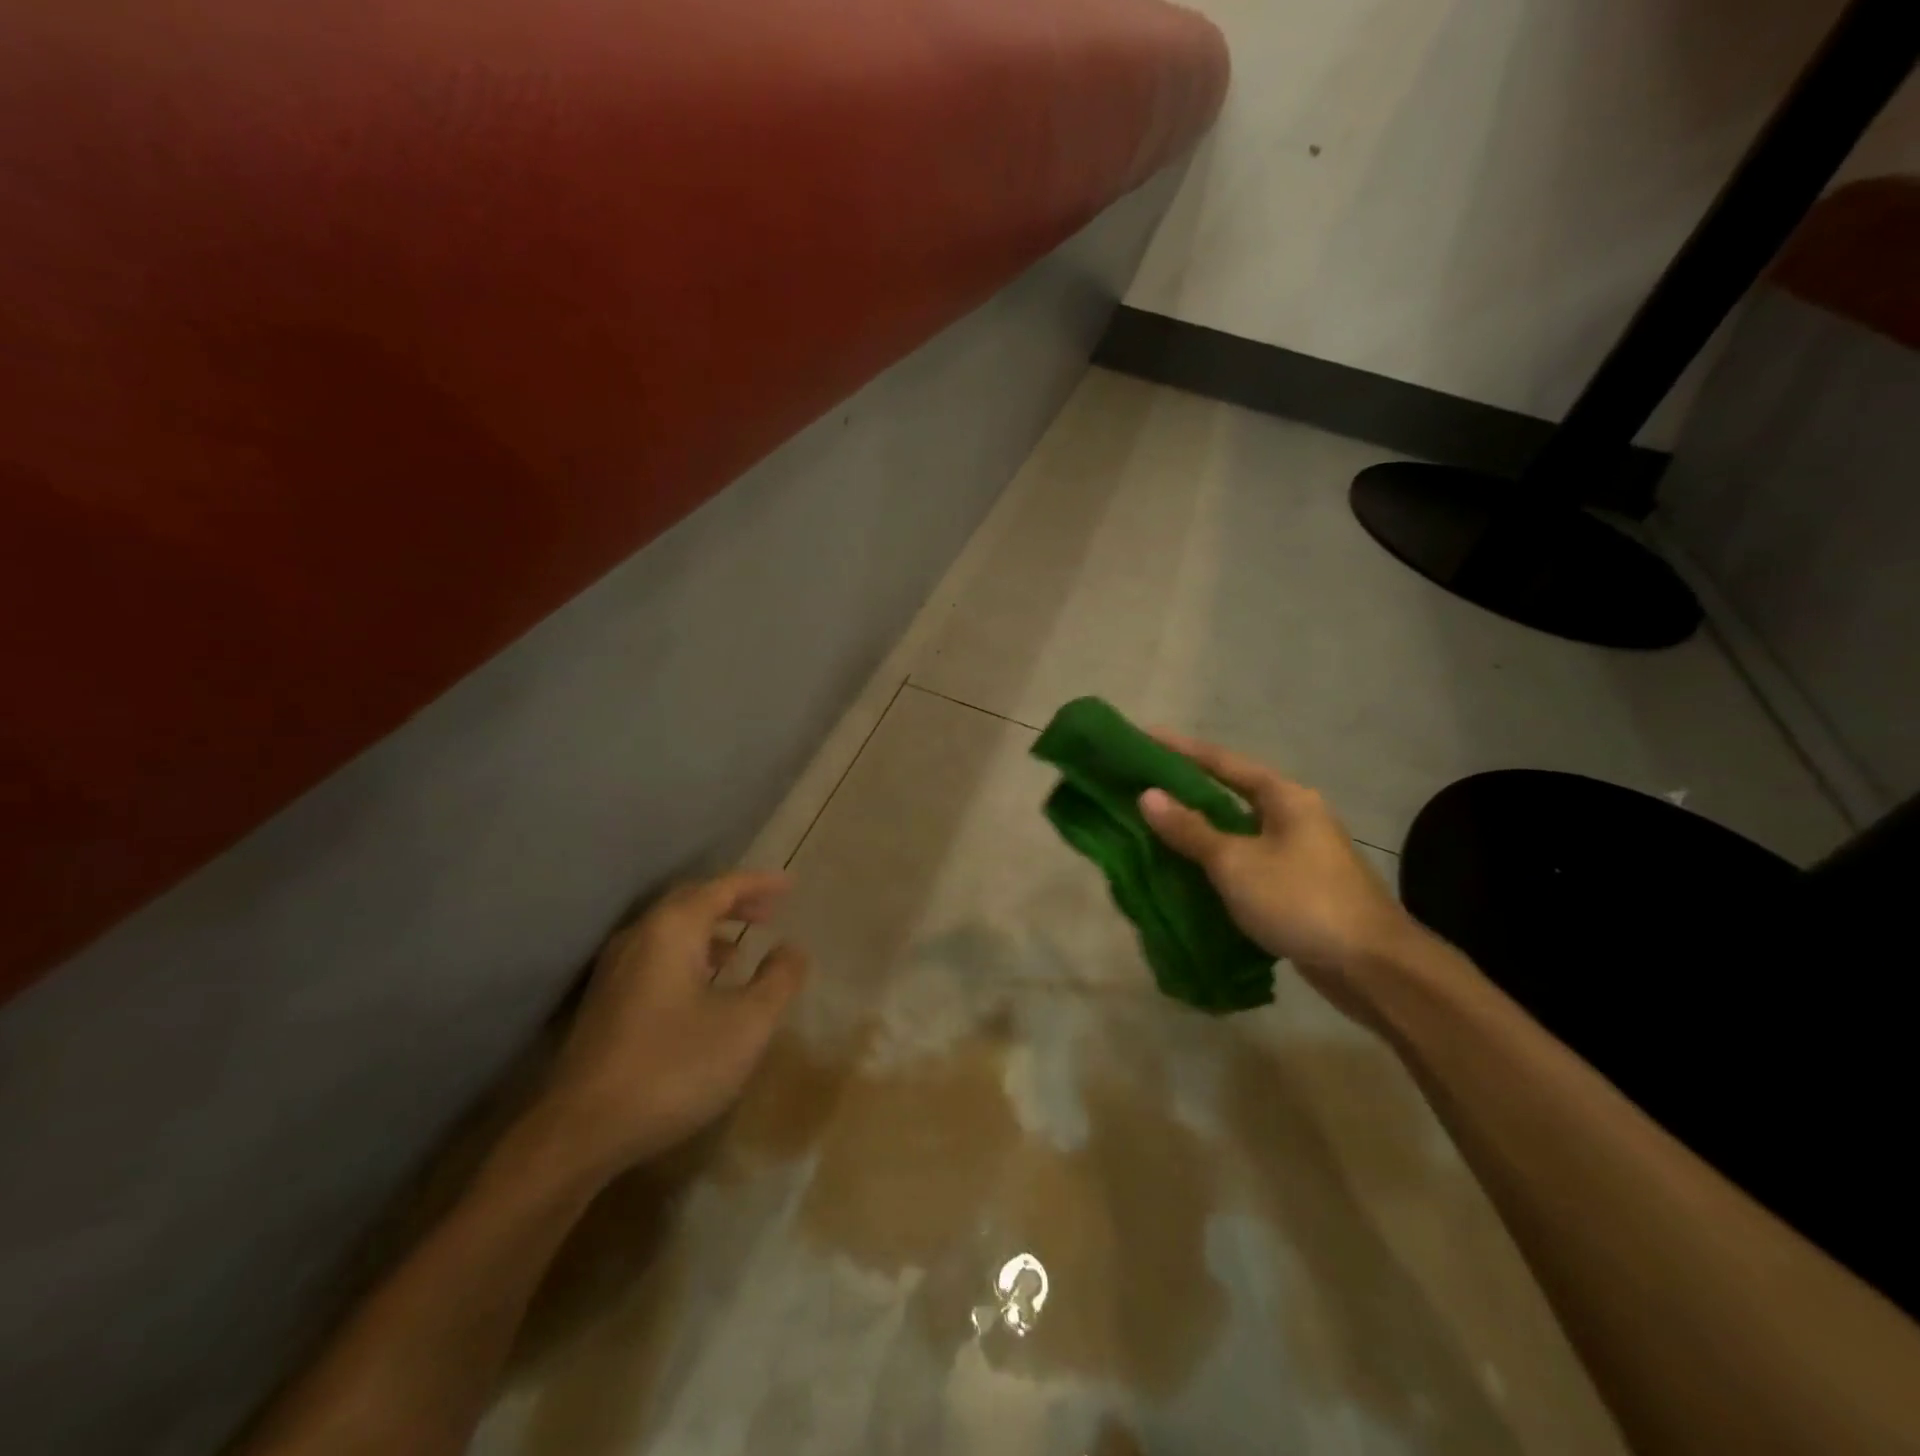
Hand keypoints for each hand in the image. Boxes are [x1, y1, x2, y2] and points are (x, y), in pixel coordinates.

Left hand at [535, 871, 806, 1176]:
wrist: (582, 1132)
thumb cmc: (674, 1067)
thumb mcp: (747, 1024)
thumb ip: (778, 979)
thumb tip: (791, 949)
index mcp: (672, 930)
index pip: (722, 887)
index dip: (759, 883)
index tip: (791, 884)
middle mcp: (640, 937)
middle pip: (692, 901)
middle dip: (734, 902)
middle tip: (769, 911)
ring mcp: (615, 970)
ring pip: (670, 931)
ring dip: (710, 930)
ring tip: (741, 949)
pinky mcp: (605, 1002)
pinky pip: (656, 956)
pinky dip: (689, 955)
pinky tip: (704, 988)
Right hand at [1139, 734, 1419, 1027]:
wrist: (1373, 967)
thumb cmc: (1301, 900)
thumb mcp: (1236, 862)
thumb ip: (1190, 829)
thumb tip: (1148, 795)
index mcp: (1284, 797)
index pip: (1222, 762)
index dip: (1181, 749)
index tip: (1144, 736)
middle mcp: (1294, 816)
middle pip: (1230, 793)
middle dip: (1187, 790)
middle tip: (1142, 783)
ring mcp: (1299, 853)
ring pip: (1237, 831)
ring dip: (1199, 830)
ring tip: (1154, 825)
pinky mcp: (1297, 887)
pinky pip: (1245, 862)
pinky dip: (1215, 863)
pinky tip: (1187, 872)